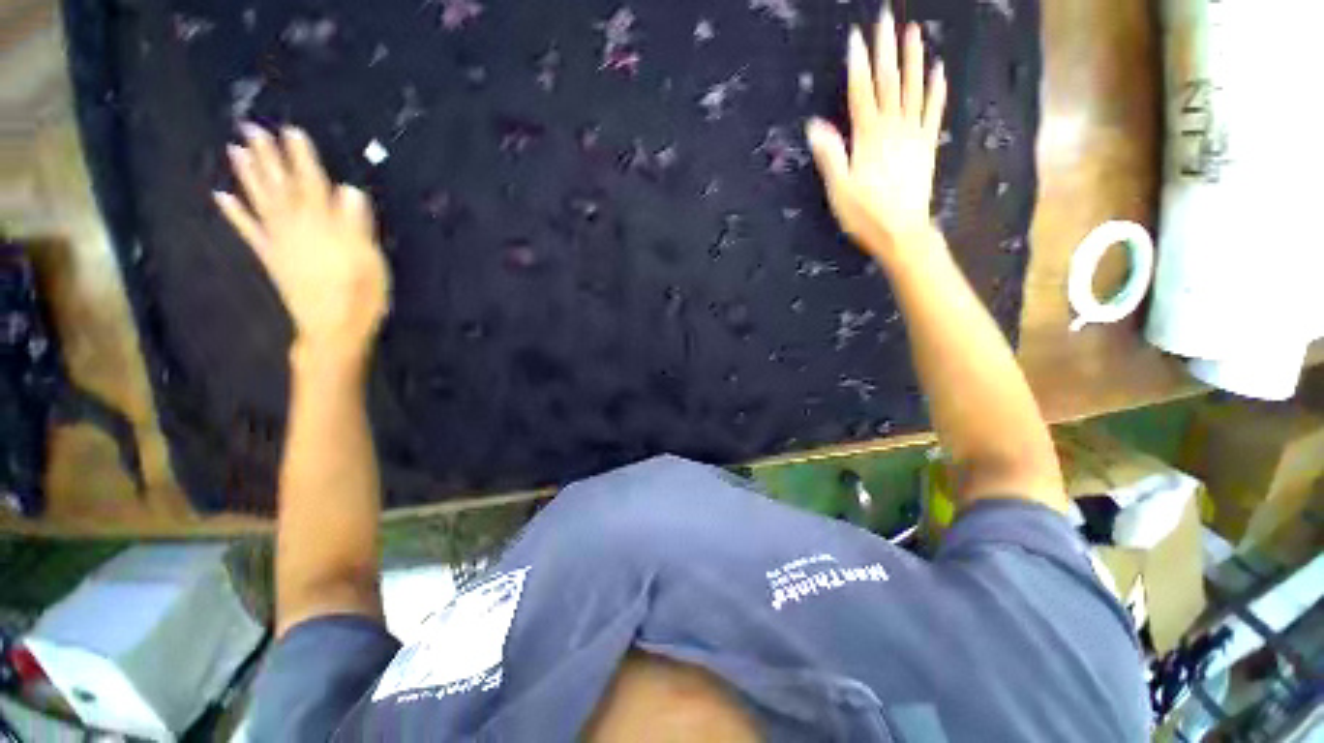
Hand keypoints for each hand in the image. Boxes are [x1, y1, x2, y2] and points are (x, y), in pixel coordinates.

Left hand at [214, 124, 388, 368]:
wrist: (334, 330)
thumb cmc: (361, 297)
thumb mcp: (370, 262)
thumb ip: (357, 226)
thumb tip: (348, 190)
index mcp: (324, 228)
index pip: (313, 185)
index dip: (303, 159)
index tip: (292, 132)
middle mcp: (296, 228)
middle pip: (281, 188)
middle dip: (268, 158)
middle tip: (252, 128)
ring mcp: (279, 243)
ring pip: (261, 202)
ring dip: (248, 176)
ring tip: (236, 150)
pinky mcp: (271, 259)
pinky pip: (249, 232)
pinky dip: (234, 214)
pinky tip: (221, 196)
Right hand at [806, 8, 946, 262]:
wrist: (902, 231)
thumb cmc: (865, 215)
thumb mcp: (839, 190)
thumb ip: (830, 156)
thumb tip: (815, 125)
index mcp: (868, 138)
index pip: (862, 94)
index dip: (859, 65)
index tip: (856, 37)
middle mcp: (893, 129)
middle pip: (889, 83)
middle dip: (886, 49)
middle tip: (886, 18)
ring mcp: (913, 135)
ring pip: (913, 89)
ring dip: (913, 59)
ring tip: (914, 31)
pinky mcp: (926, 145)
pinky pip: (933, 111)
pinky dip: (936, 89)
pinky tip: (938, 70)